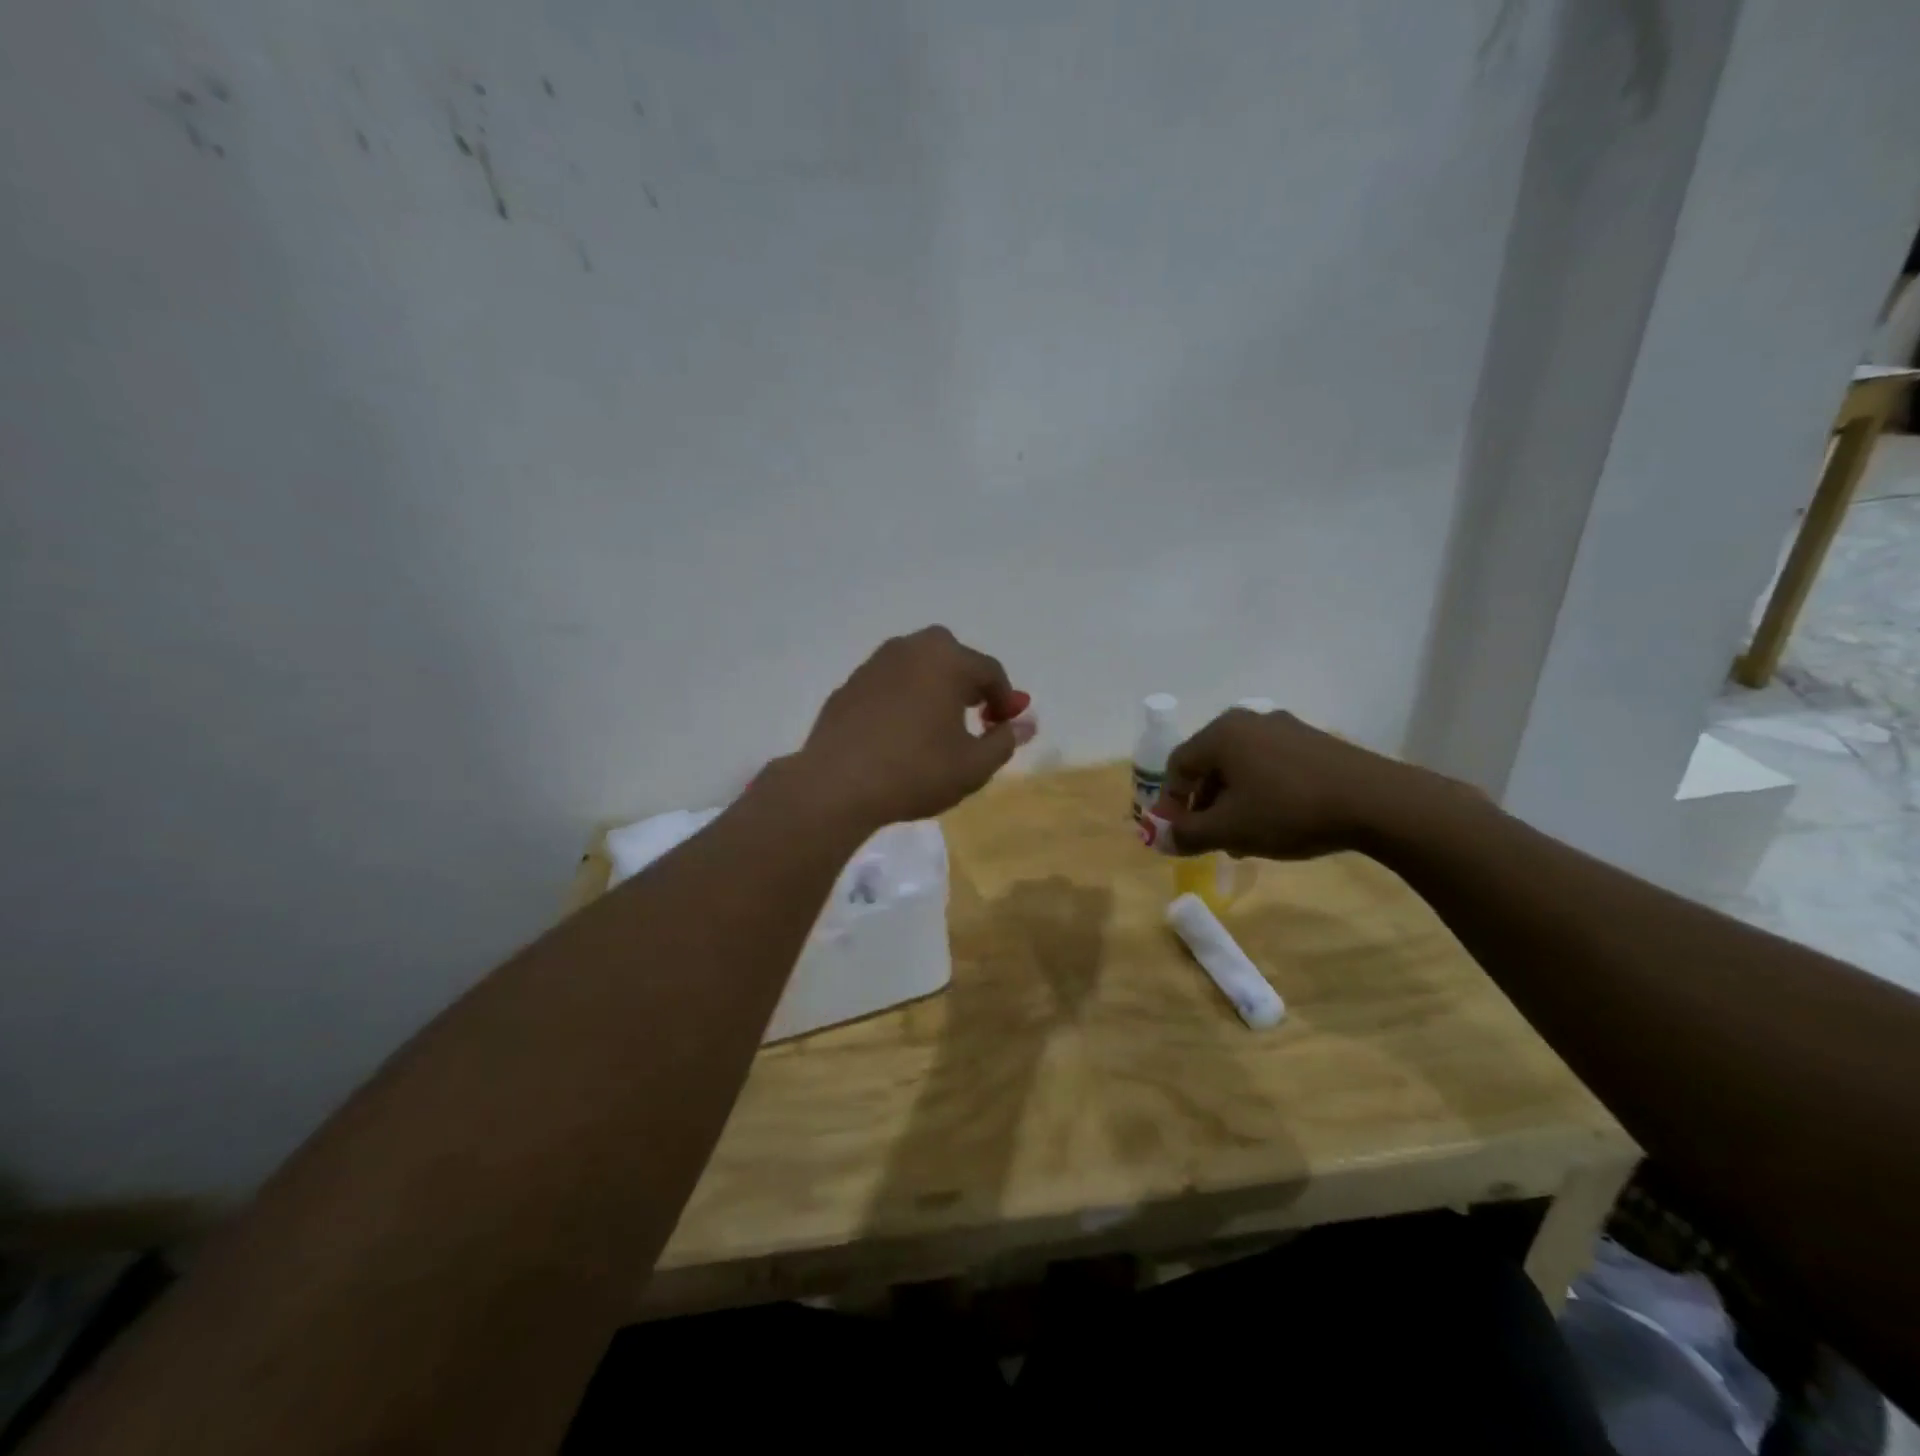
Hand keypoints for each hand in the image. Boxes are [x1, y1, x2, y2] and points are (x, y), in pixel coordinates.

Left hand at [795, 626, 1028, 828]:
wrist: (837, 784)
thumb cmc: (916, 771)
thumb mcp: (973, 766)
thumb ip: (1004, 740)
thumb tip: (1025, 724)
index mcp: (947, 660)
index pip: (990, 672)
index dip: (1006, 699)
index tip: (1005, 727)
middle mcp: (911, 649)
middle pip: (952, 656)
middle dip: (968, 682)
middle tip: (974, 716)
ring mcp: (874, 664)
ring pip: (917, 666)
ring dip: (934, 687)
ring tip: (936, 725)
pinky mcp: (849, 686)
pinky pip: (889, 683)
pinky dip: (902, 698)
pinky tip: (899, 732)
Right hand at [1152, 708, 1439, 859]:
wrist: (1375, 802)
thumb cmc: (1288, 811)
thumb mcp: (1230, 829)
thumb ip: (1188, 835)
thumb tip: (1160, 840)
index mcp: (1221, 734)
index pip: (1177, 766)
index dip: (1171, 802)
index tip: (1178, 833)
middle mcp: (1248, 721)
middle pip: (1209, 765)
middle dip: (1204, 805)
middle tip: (1210, 838)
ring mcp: (1284, 728)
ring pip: (1241, 767)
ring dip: (1232, 802)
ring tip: (1244, 838)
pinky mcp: (1313, 741)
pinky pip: (1270, 765)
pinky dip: (1261, 792)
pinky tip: (1276, 822)